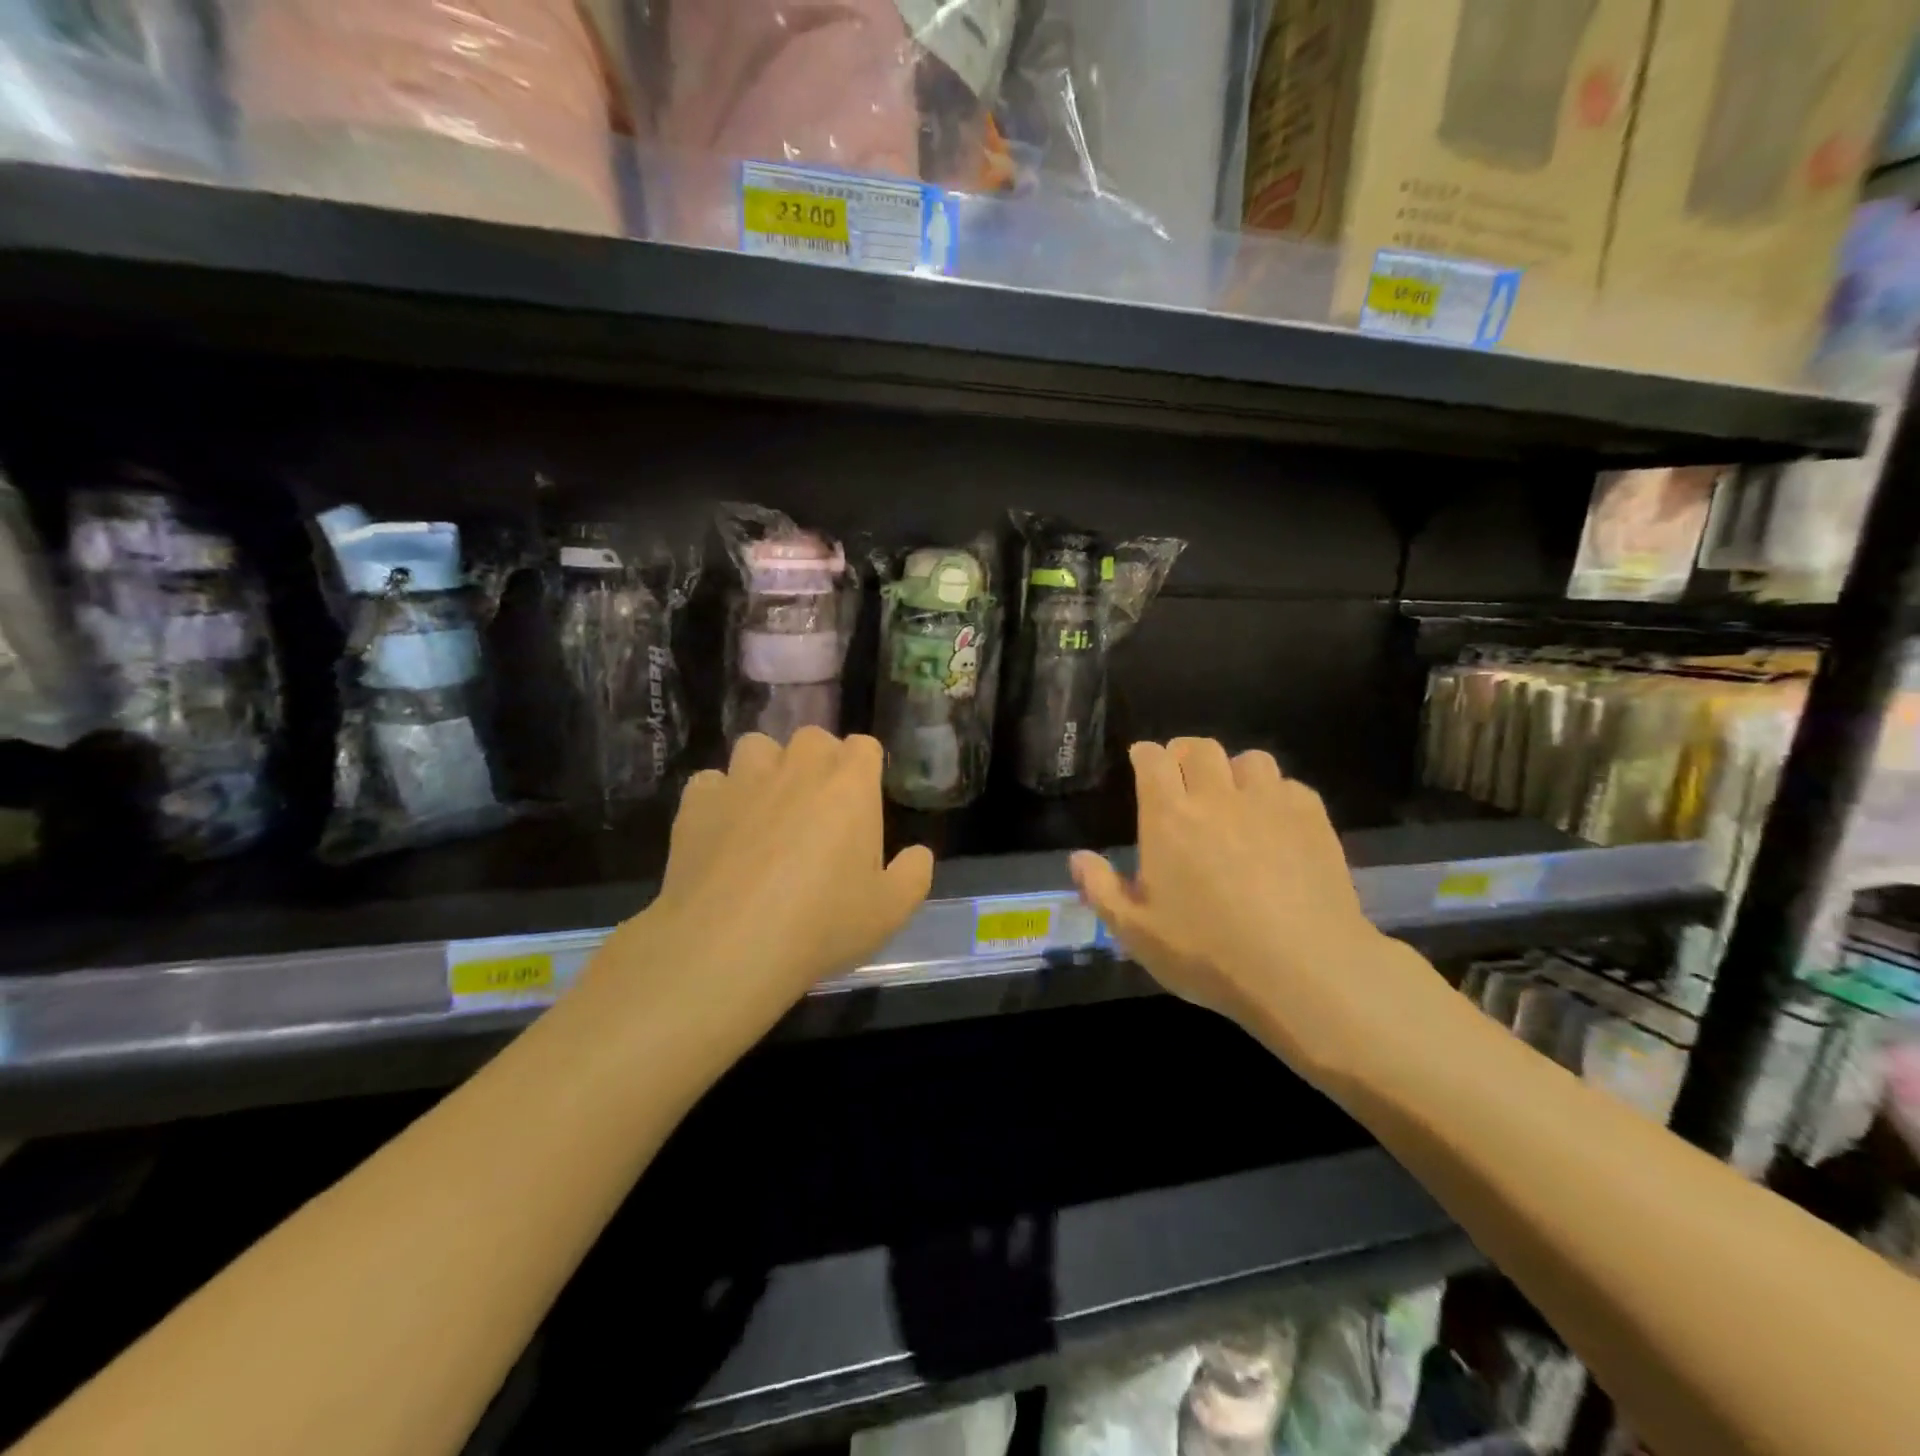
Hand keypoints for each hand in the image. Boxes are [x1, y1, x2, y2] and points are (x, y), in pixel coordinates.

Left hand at [586, 729, 932, 1046]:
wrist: (729, 945)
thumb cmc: (822, 924)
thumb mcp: (891, 911)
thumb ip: (914, 874)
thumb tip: (918, 854)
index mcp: (850, 784)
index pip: (864, 746)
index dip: (865, 769)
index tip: (862, 802)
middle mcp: (797, 768)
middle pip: (813, 738)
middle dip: (819, 762)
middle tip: (818, 808)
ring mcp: (743, 780)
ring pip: (757, 746)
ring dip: (767, 768)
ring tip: (766, 808)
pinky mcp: (697, 802)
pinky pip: (711, 782)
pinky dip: (719, 799)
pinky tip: (722, 832)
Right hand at [1068, 739, 1437, 1085]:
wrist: (1303, 969)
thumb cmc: (1207, 953)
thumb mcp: (1137, 934)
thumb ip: (1102, 890)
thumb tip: (1078, 858)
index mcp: (1168, 818)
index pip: (1153, 760)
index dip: (1146, 755)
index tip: (1143, 761)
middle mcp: (1216, 797)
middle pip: (1200, 748)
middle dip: (1185, 754)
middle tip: (1183, 777)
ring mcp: (1268, 804)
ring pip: (1249, 759)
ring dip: (1234, 771)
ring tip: (1233, 797)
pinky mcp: (1312, 819)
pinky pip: (1290, 786)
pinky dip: (1276, 795)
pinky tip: (1276, 824)